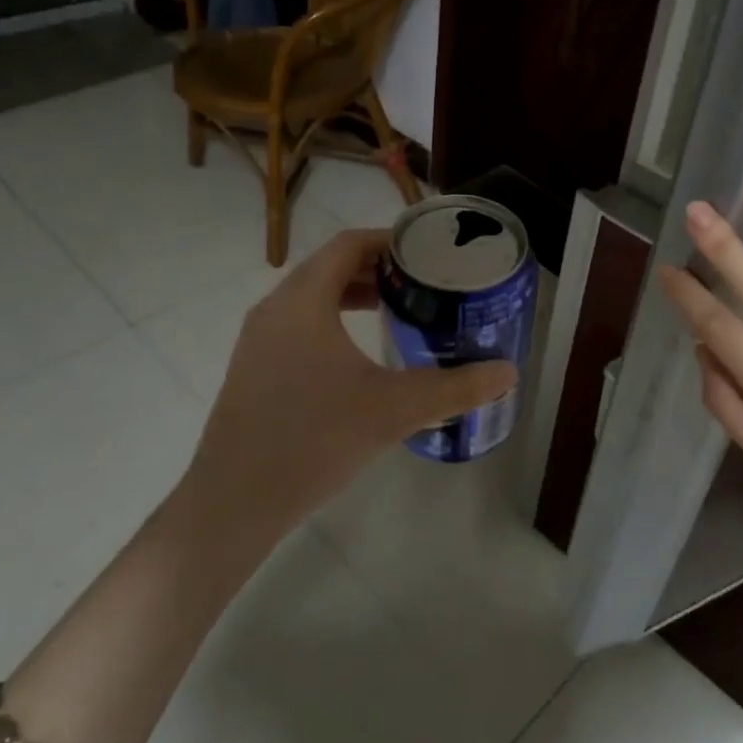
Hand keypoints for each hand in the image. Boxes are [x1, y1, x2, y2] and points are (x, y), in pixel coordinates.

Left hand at [183, 229, 516, 539]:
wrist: (234, 502)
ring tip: (396, 313)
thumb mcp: (394, 410)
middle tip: (422, 285)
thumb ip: (455, 388)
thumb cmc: (315, 440)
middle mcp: (274, 309)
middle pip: (329, 267)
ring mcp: (258, 341)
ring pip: (311, 299)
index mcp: (303, 301)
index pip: (348, 244)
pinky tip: (360, 360)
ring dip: (353, 297)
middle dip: (377, 270)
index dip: (390, 241)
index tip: (428, 254)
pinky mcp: (253, 370)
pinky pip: (298, 326)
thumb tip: (508, 372)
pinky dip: (332, 324)